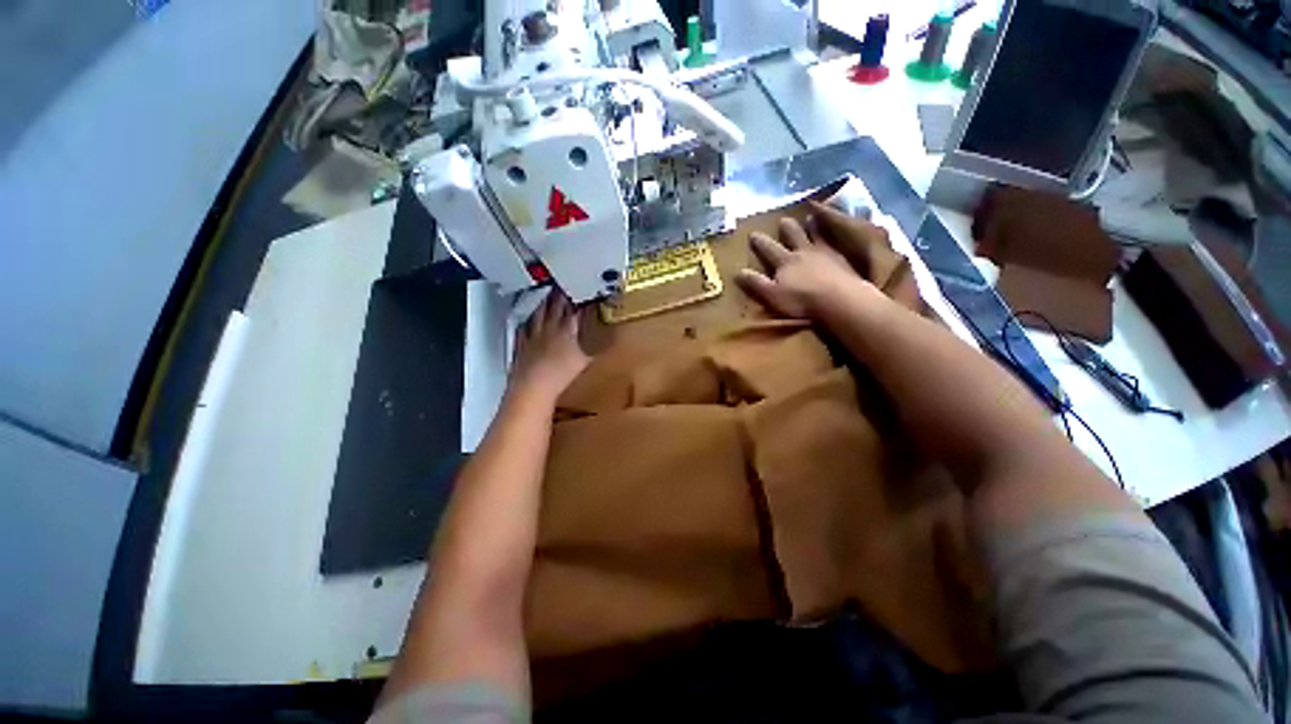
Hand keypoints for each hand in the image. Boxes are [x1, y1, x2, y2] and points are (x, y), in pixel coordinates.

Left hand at [510, 290, 590, 403]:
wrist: (534, 386)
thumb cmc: (561, 375)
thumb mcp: (585, 362)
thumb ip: (598, 350)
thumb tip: (612, 343)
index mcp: (567, 330)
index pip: (575, 310)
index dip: (580, 300)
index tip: (584, 292)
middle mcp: (550, 328)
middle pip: (555, 306)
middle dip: (561, 294)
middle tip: (564, 285)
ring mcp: (534, 335)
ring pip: (539, 313)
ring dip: (543, 302)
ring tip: (546, 293)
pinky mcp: (522, 345)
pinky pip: (524, 328)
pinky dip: (526, 322)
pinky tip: (526, 320)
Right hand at [736, 202, 888, 318]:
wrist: (837, 299)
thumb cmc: (800, 300)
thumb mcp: (771, 295)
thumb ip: (756, 283)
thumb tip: (737, 272)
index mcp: (784, 262)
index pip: (768, 249)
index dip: (760, 242)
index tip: (752, 233)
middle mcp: (803, 252)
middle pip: (793, 236)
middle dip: (787, 228)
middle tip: (784, 219)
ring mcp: (824, 253)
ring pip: (816, 234)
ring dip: (812, 226)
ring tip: (810, 218)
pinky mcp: (842, 259)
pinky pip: (835, 242)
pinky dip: (832, 234)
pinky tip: (834, 235)